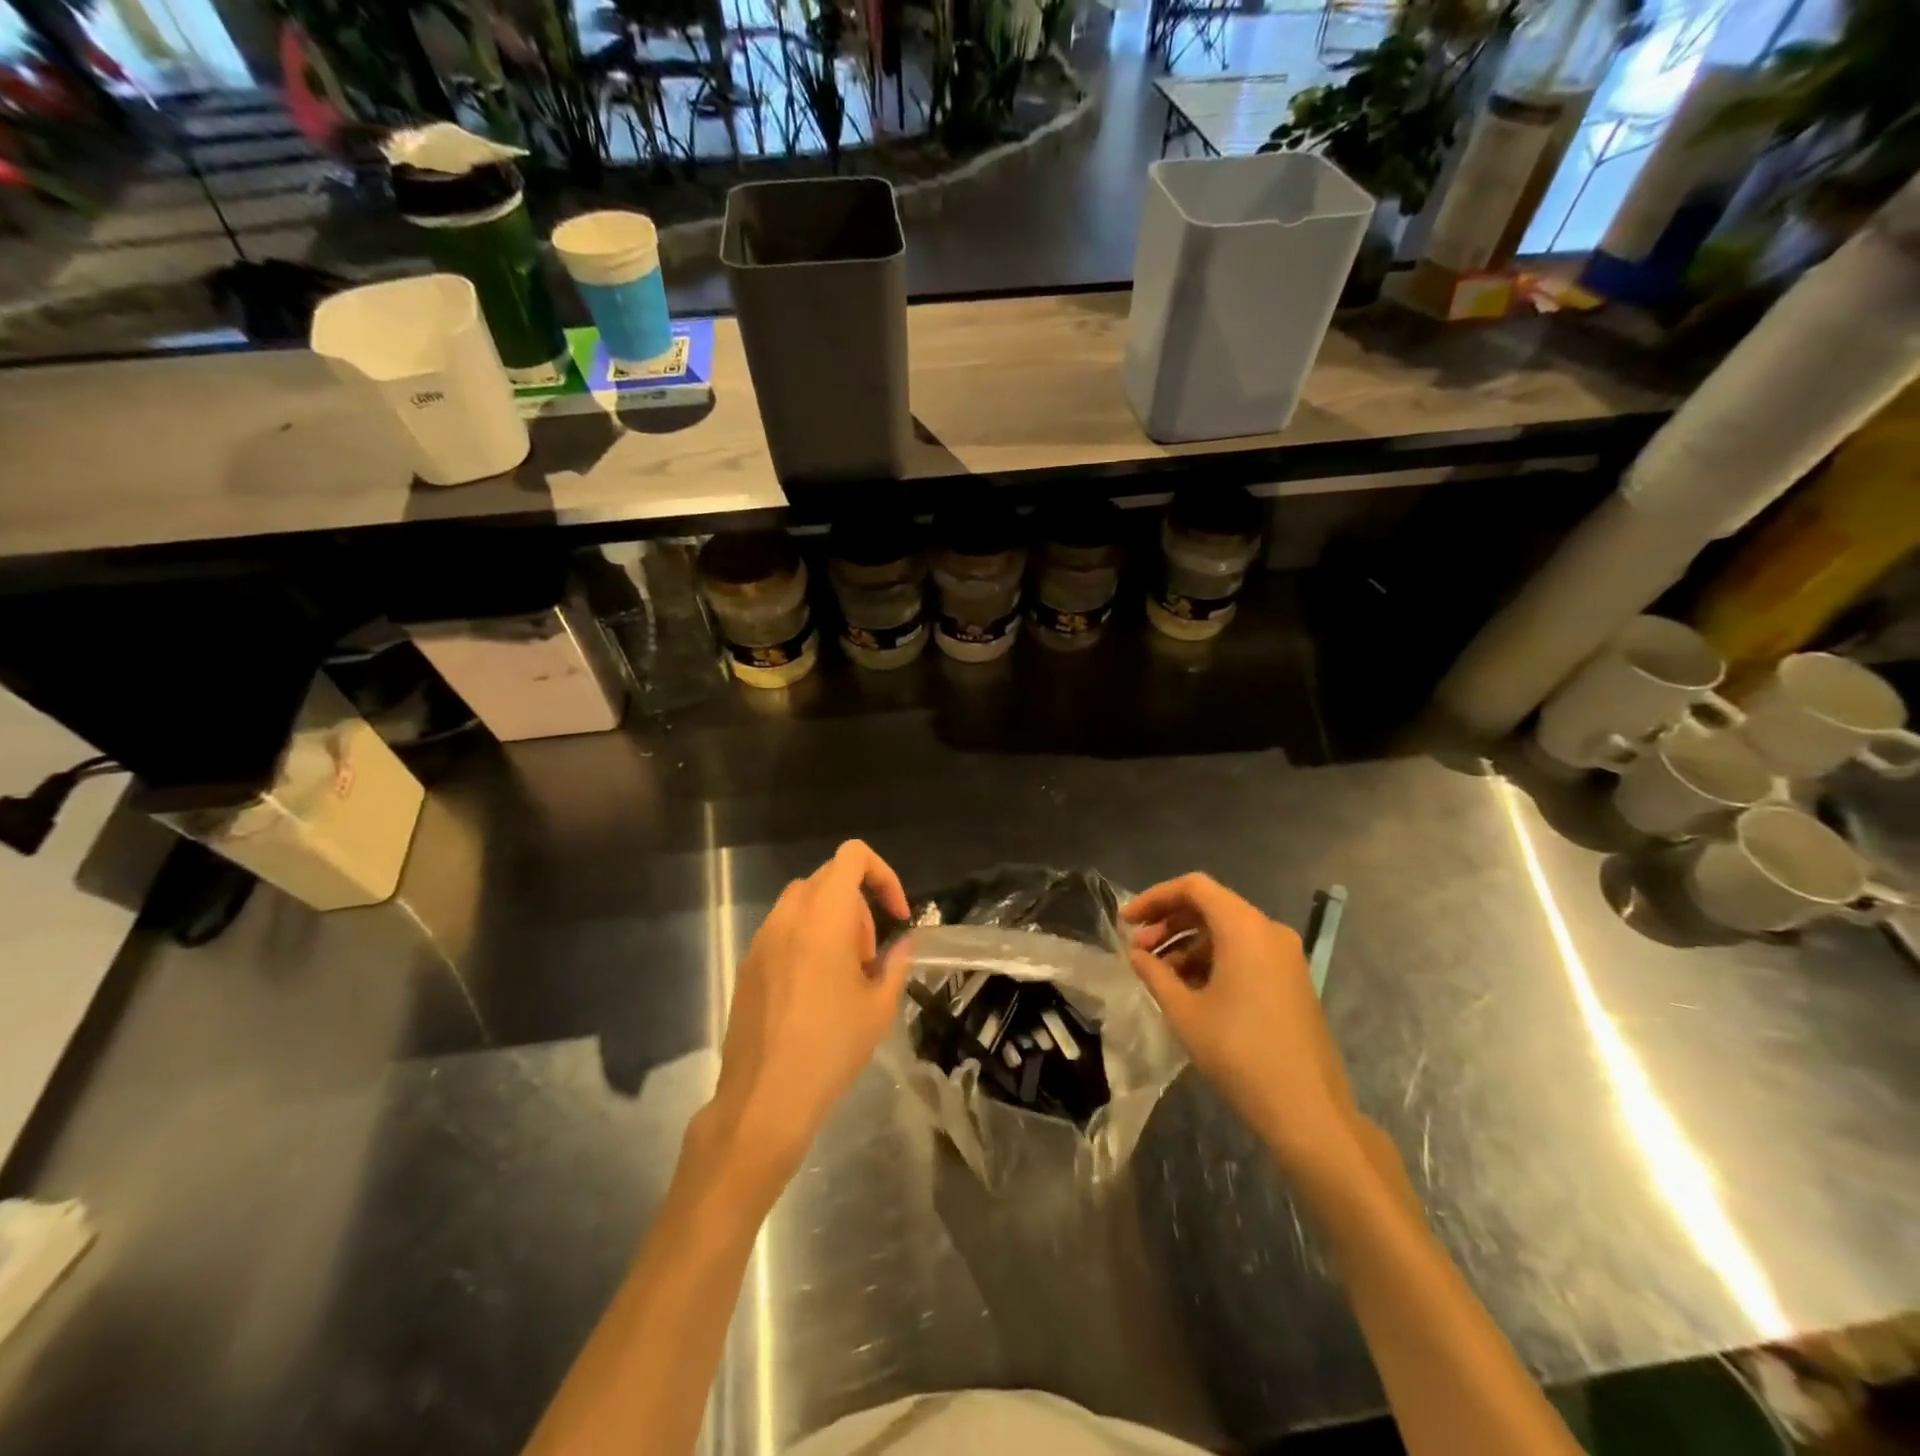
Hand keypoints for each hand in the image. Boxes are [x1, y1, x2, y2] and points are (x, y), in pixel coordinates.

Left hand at [703, 840, 911, 1195]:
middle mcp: (789, 915)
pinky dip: (806, 939)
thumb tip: (903, 943)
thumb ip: (895, 962)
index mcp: (825, 915)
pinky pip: (782, 930)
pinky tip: (814, 990)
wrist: (764, 1098)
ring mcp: (762, 938)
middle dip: (858, 904)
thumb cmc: (831, 1047)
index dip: (883, 874)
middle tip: (869, 954)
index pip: (853, 856)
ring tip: (844, 972)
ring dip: (832, 920)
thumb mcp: (879, 1006)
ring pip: (803, 902)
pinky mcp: (747, 963)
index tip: (896, 915)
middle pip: (829, 878)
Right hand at [1123, 874, 1357, 1169]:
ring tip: (1160, 973)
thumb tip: (1136, 954)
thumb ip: (1154, 973)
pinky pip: (1246, 951)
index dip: (1155, 897)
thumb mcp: (1184, 1012)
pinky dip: (1213, 958)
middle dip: (1169, 922)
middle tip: (1138, 950)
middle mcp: (1269, 931)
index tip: (1127, 921)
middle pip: (1211, 905)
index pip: (1194, 887)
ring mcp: (1286, 956)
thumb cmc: (1239, 1054)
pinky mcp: (1292, 980)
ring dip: (1189, 942)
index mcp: (1244, 928)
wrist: (1308, 1110)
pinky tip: (1191, 988)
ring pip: (1227, 930)